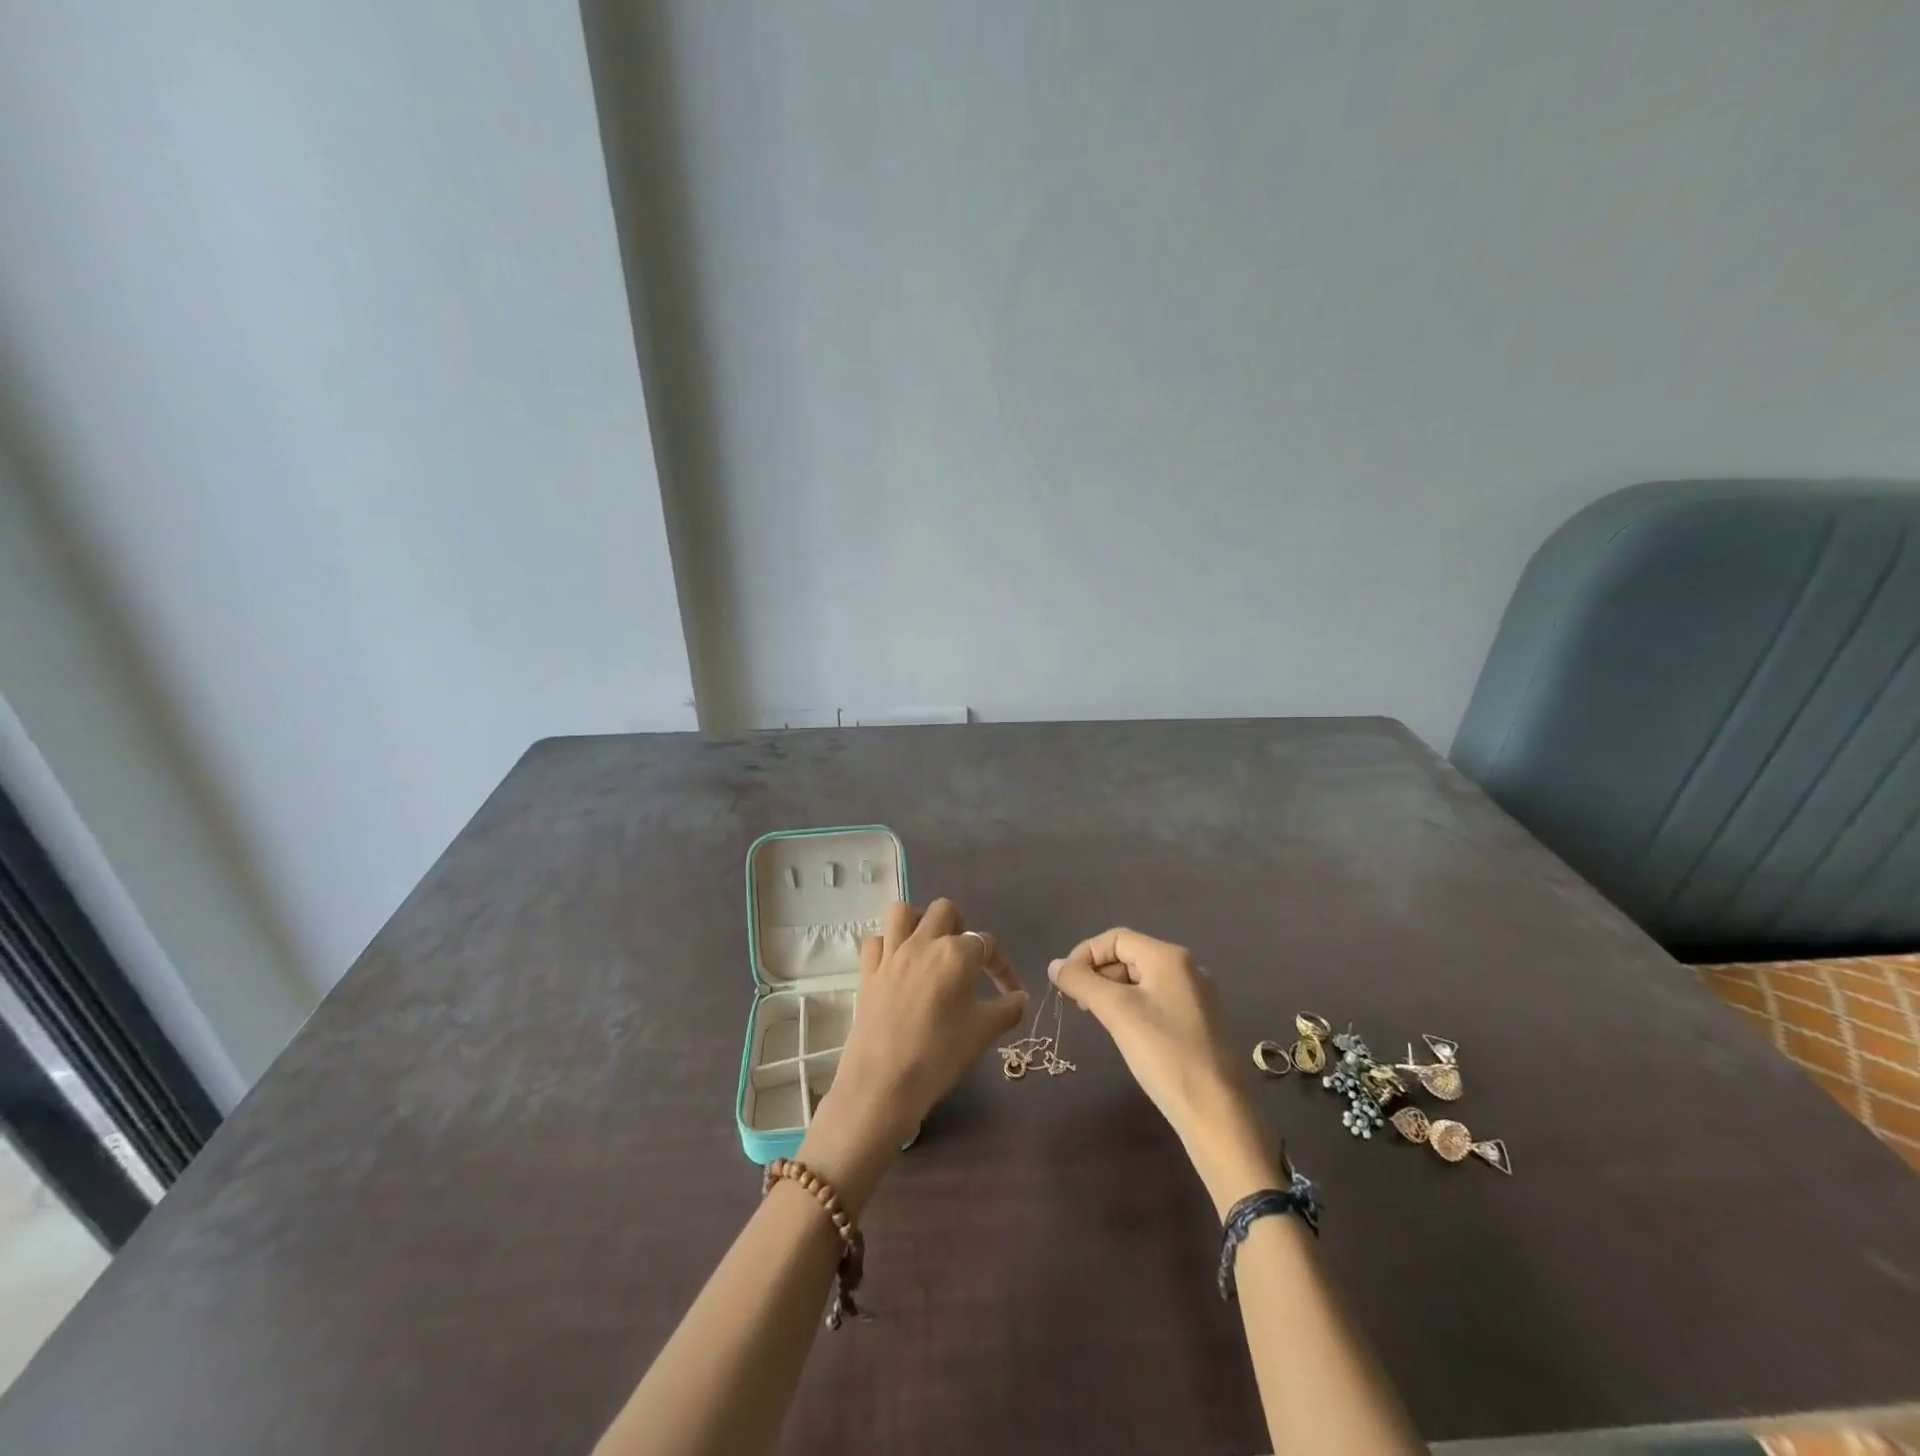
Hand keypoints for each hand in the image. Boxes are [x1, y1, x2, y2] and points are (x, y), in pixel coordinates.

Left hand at [799, 899, 1027, 1211]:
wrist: (883, 1084)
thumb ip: (1008, 1009)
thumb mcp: (984, 1033)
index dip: (1002, 967)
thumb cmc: (940, 1056)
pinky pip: (876, 940)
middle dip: (960, 927)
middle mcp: (923, 943)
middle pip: (945, 911)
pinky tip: (897, 965)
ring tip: (929, 948)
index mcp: (956, 954)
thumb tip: (1021, 998)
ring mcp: (891, 954)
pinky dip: (887, 945)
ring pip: (903, 912)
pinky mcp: (867, 971)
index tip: (1009, 992)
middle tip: (965, 958)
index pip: (988, 944)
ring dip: (919, 922)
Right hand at [1049, 928, 1279, 1215]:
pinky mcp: (1200, 1022)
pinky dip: (1133, 1007)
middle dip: (1098, 973)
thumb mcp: (1116, 1012)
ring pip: (1142, 980)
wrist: (1217, 1112)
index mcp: (1169, 957)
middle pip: (1130, 955)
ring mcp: (1197, 996)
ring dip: (1113, 991)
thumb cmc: (1164, 1053)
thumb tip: (1054, 965)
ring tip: (1097, 1018)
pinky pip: (1157, 1000)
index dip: (1085, 954)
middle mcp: (1187, 968)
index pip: (1116, 938)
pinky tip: (1124, 1032)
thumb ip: (1082, 982)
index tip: (1064, 982)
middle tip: (1078, 1003)